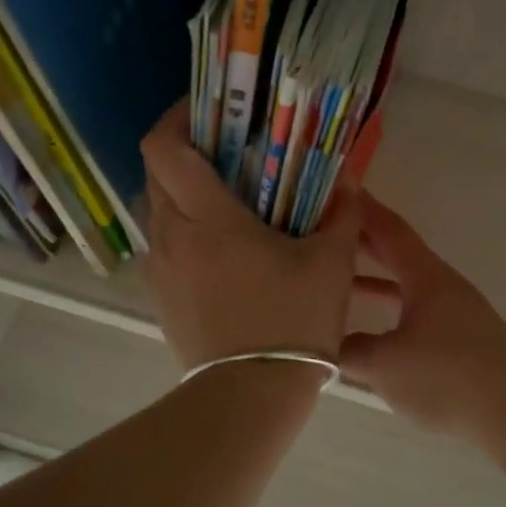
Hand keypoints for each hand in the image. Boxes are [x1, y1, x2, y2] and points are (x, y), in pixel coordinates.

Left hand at [140, 104, 363, 370]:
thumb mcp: (331, 266)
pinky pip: (166, 247)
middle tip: (229, 152)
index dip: (177, 116)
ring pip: (160, 211)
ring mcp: (160, 269)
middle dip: (186, 152)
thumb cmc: (291, 323)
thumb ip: (342, 215)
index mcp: (207, 217)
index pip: (164, 146)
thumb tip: (348, 183)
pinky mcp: (161, 298)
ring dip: (185, 195)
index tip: (207, 109)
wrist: (249, 398)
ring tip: (229, 202)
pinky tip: (224, 251)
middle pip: (157, 173)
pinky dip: (186, 232)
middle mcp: (171, 235)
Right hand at [341, 194, 505, 443]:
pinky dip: (388, 309)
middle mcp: (442, 285)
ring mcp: (454, 312)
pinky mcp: (459, 339)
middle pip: (396, 252)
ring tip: (336, 278)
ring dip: (372, 277)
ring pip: (404, 283)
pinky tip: (370, 330)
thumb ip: (347, 352)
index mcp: (426, 277)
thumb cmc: (450, 378)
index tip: (334, 189)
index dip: (361, 208)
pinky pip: (413, 310)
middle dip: (361, 240)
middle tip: (324, 231)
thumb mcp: (386, 366)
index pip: (389, 229)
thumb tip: (325, 348)